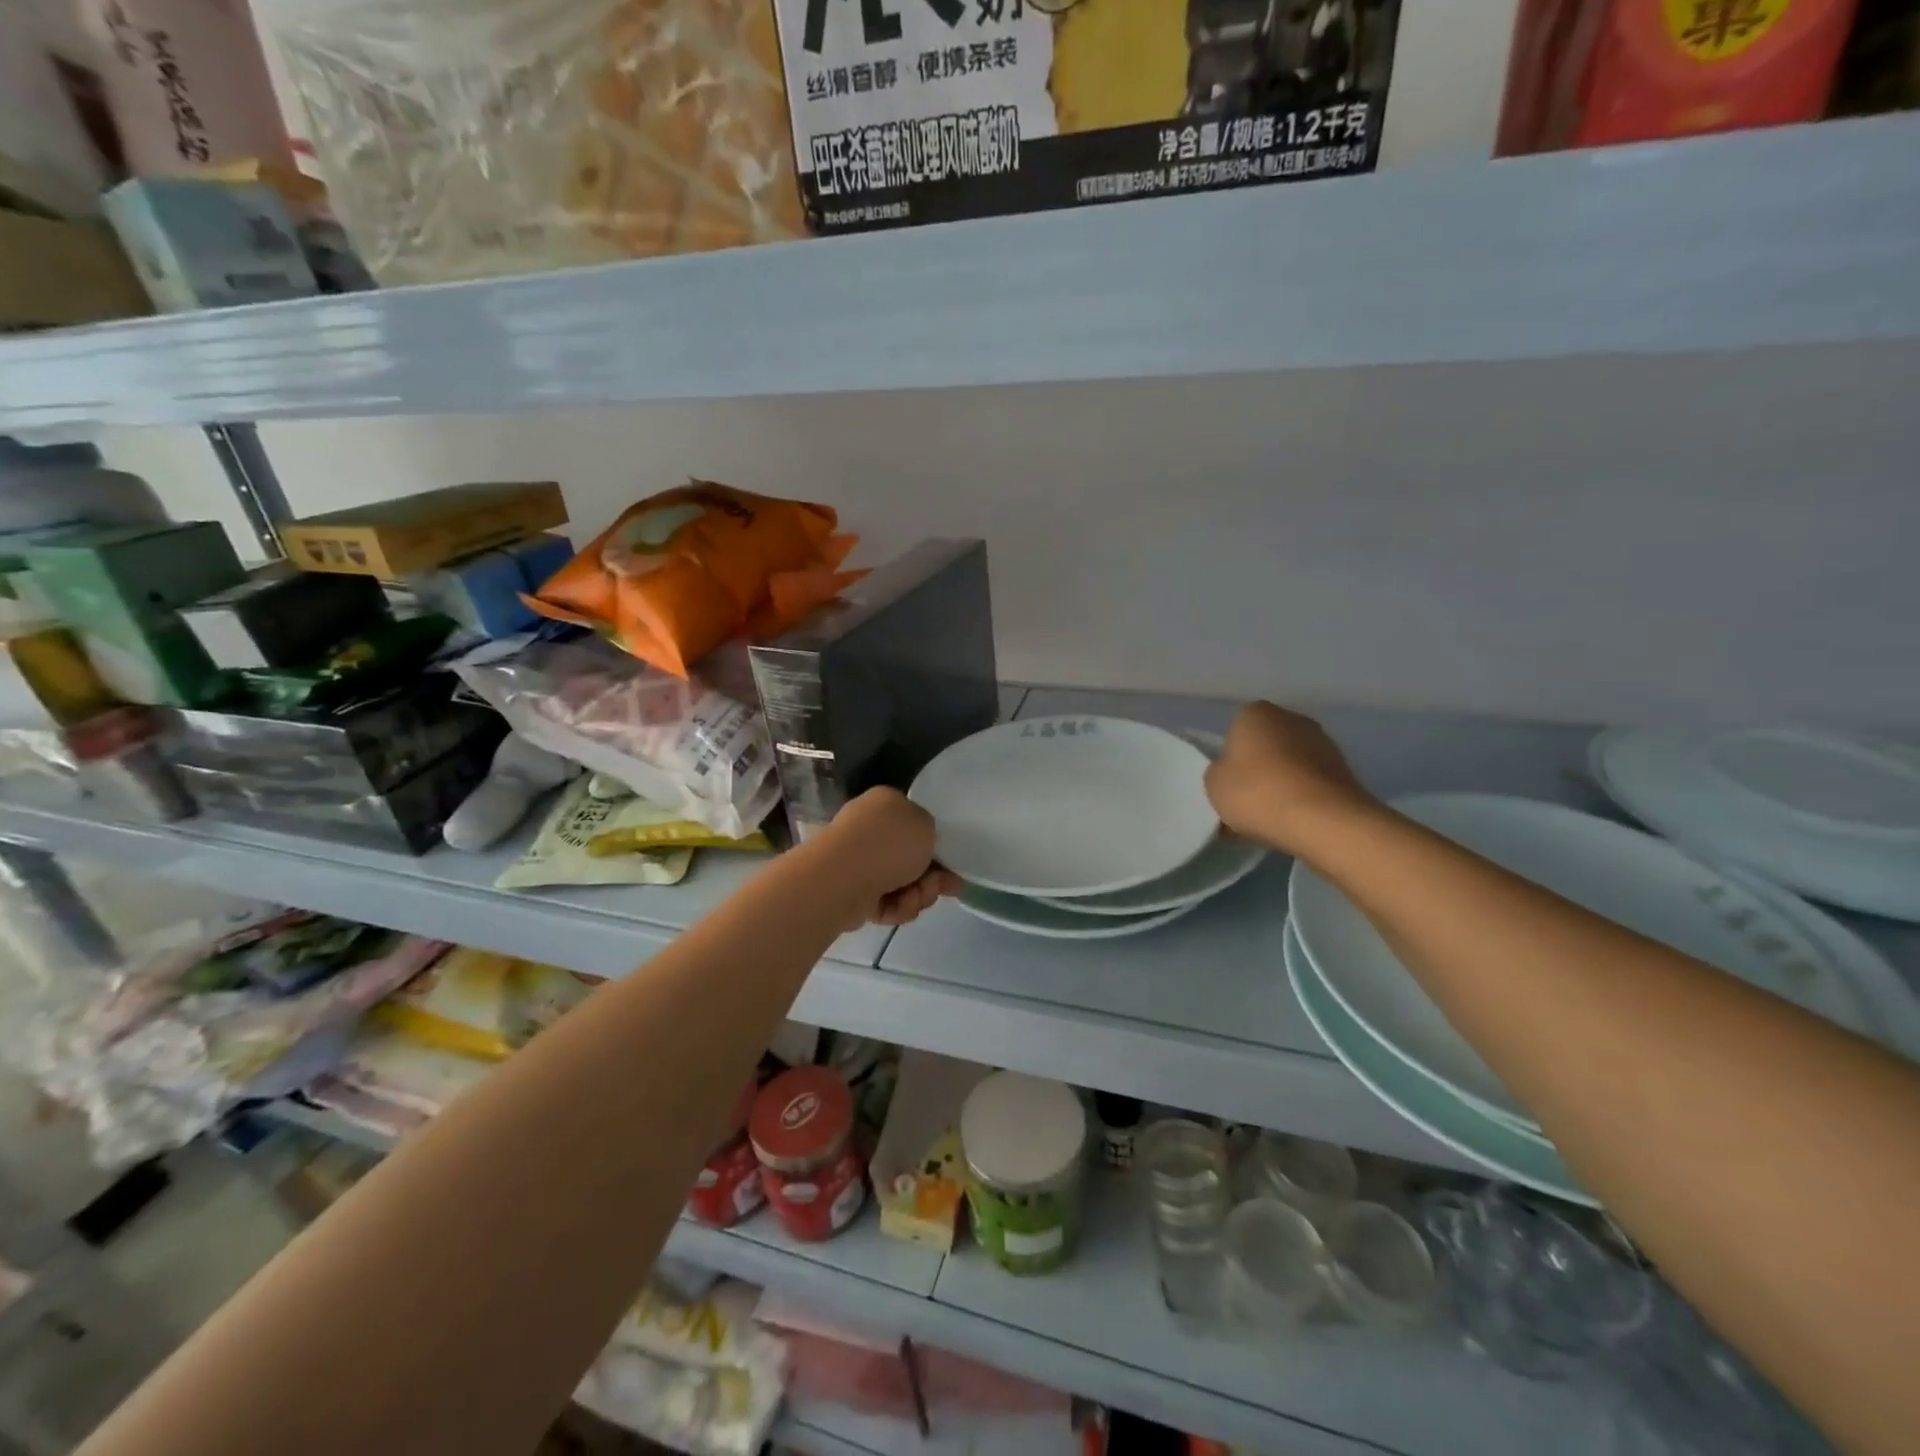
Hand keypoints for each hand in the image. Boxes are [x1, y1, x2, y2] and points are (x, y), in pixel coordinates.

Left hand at [822, 788, 961, 928]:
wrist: (844, 877)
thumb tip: (921, 847)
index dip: (937, 846)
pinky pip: (886, 901)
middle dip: (932, 878)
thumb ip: (931, 833)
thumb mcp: (927, 825)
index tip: (953, 865)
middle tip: (948, 888)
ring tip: (914, 898)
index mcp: (885, 804)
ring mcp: (858, 861)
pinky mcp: (852, 891)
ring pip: (902, 883)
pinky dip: (896, 907)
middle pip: (912, 858)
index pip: (916, 822)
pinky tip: (897, 907)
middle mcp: (869, 829)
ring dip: (917, 894)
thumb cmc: (889, 843)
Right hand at [1204, 702, 1376, 853]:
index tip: (1227, 784)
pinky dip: (1301, 799)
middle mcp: (1293, 719)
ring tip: (1268, 820)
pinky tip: (1291, 824)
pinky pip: (1310, 785)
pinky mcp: (1345, 772)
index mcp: (1256, 713)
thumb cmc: (1257, 792)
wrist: (1323, 821)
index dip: (1229, 758)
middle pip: (1266, 746)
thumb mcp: (1214, 784)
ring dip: (1281, 785)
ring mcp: (1324, 744)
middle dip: (1257, 769)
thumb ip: (1219, 772)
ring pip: (1290, 766)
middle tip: (1245, 802)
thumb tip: (1233, 773)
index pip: (1236, 730)